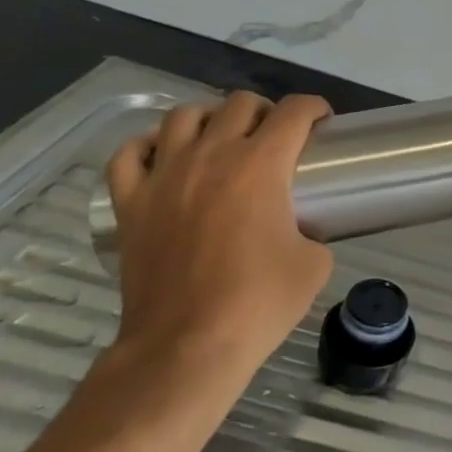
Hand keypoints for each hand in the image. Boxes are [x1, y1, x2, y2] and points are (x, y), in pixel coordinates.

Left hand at [105, 92, 332, 385]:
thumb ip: (311, 229)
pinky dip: (147, 146)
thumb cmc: (258, 303)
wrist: (186, 347)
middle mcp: (211, 155)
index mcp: (261, 164)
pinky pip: (129, 154)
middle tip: (275, 137)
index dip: (315, 108)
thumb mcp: (314, 263)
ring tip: (220, 140)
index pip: (294, 111)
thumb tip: (300, 228)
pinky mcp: (130, 203)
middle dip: (265, 111)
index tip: (322, 123)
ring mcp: (164, 176)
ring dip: (209, 119)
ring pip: (183, 115)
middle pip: (239, 103)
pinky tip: (163, 157)